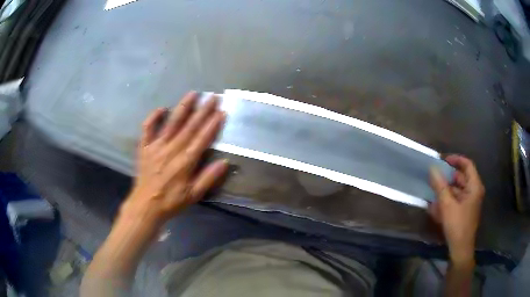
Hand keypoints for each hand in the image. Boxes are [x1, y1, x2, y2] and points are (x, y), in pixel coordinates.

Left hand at [120, 91, 228, 226]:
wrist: (146, 205)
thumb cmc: (171, 201)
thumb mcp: (194, 195)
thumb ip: (209, 178)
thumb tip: (225, 162)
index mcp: (185, 161)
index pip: (202, 138)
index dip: (212, 124)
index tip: (221, 111)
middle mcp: (172, 149)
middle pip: (190, 126)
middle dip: (202, 111)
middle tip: (212, 97)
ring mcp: (156, 146)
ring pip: (172, 123)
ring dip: (183, 107)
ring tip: (193, 94)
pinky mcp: (145, 147)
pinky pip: (148, 129)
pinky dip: (153, 117)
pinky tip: (161, 108)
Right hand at [428, 155, 484, 264]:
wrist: (460, 249)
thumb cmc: (457, 225)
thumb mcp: (447, 205)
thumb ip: (440, 186)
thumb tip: (432, 168)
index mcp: (474, 186)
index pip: (467, 165)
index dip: (456, 159)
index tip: (443, 160)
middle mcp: (474, 191)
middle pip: (462, 177)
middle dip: (448, 176)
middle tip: (435, 176)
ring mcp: (470, 202)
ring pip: (458, 189)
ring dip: (446, 189)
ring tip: (433, 191)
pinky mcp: (465, 210)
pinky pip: (456, 200)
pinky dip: (447, 200)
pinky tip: (436, 206)